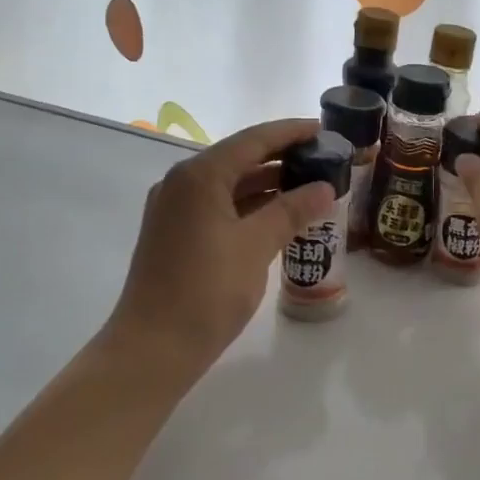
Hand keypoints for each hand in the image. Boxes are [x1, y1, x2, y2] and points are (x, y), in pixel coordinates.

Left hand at [104, 118, 336, 387]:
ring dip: (268, 185)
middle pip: (240, 158)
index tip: (325, 130)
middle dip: (283, 159)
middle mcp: (182, 184)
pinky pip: (220, 207)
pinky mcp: (177, 235)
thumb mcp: (257, 246)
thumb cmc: (207, 291)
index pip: (254, 140)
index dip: (291, 132)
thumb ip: (292, 210)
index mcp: (199, 176)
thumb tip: (325, 187)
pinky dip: (251, 207)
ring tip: (311, 188)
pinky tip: (280, 218)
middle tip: (324, 161)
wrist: (153, 348)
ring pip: (230, 185)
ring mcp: (176, 210)